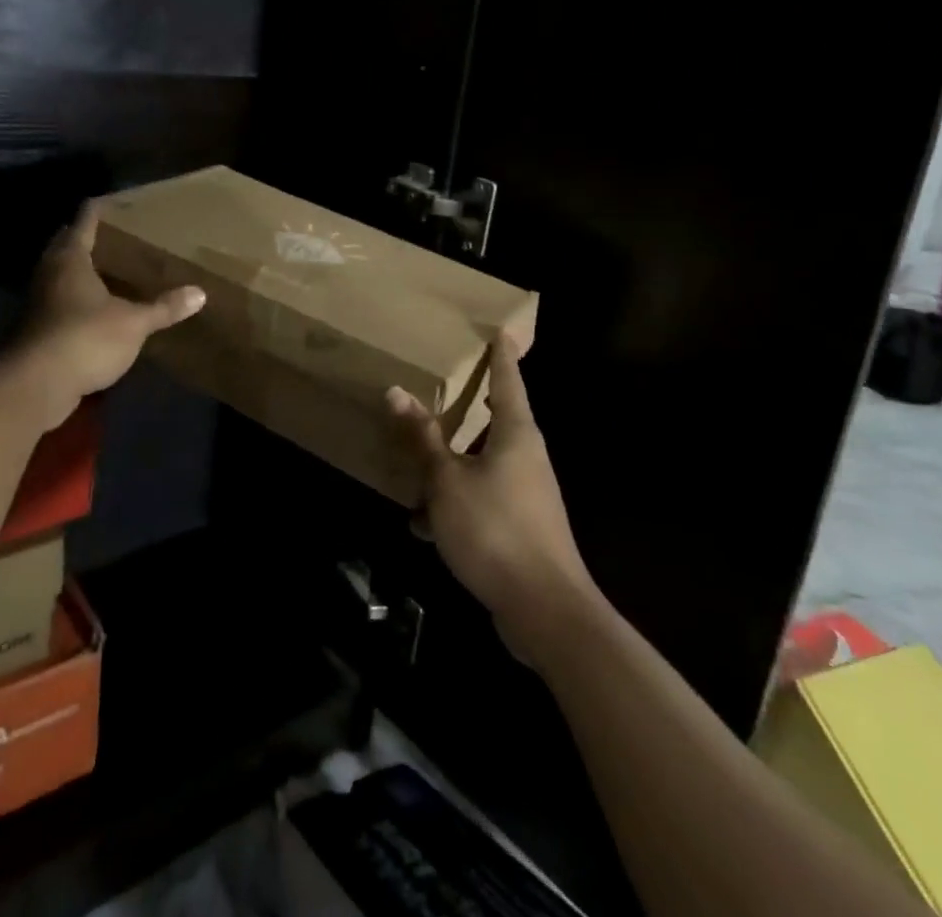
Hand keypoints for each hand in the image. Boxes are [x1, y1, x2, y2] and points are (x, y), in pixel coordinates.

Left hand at [11, 201, 204, 412]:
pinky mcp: (38, 328)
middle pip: (65, 244)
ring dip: (80, 270)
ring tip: (110, 268)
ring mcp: (39, 301)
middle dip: (85, 237)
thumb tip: (200, 293)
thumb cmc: (86, 338)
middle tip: (116, 235)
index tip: (114, 200)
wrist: (36, 386)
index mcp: (70, 259)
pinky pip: (59, 301)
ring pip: (60, 274)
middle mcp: (50, 273)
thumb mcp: (134, 323)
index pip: (84, 221)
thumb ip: (164, 307)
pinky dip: (76, 298)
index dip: (98, 209)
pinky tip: (97, 307)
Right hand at [386, 337, 597, 665]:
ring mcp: (527, 493)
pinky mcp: (521, 526)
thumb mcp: (447, 481)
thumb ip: (422, 438)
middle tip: (447, 383)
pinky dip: (455, 503)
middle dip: (469, 406)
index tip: (500, 329)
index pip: (508, 379)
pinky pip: (482, 498)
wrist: (545, 610)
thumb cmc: (495, 529)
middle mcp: (526, 456)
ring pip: (482, 463)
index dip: (501, 354)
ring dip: (450, 466)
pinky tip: (424, 526)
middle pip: (495, 419)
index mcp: (516, 433)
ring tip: (414, 468)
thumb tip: (396, 391)